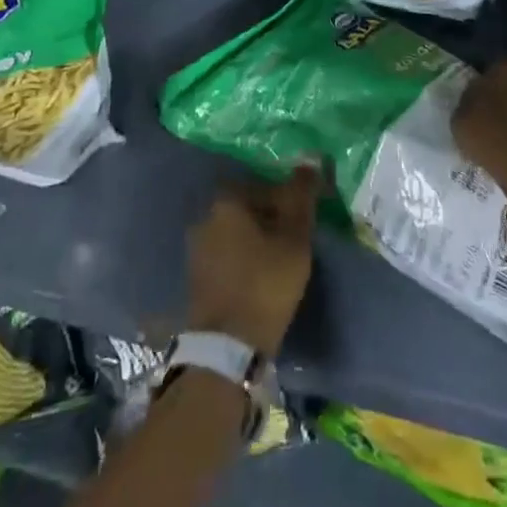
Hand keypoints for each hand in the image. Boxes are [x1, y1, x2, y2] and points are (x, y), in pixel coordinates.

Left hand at [186, 167, 319, 355]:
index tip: (305, 219)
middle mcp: (205, 216)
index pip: (264, 185)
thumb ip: (302, 196)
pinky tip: (259, 276)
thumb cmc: (265, 283)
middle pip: (247, 207)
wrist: (227, 348)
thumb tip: (311, 159)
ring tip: (280, 259)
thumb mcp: (294, 238)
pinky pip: (226, 255)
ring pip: (235, 232)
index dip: (289, 199)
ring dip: (257, 239)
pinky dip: (243, 259)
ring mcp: (196, 248)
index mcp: (226, 200)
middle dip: (271, 217)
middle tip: (295, 238)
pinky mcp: (195, 276)